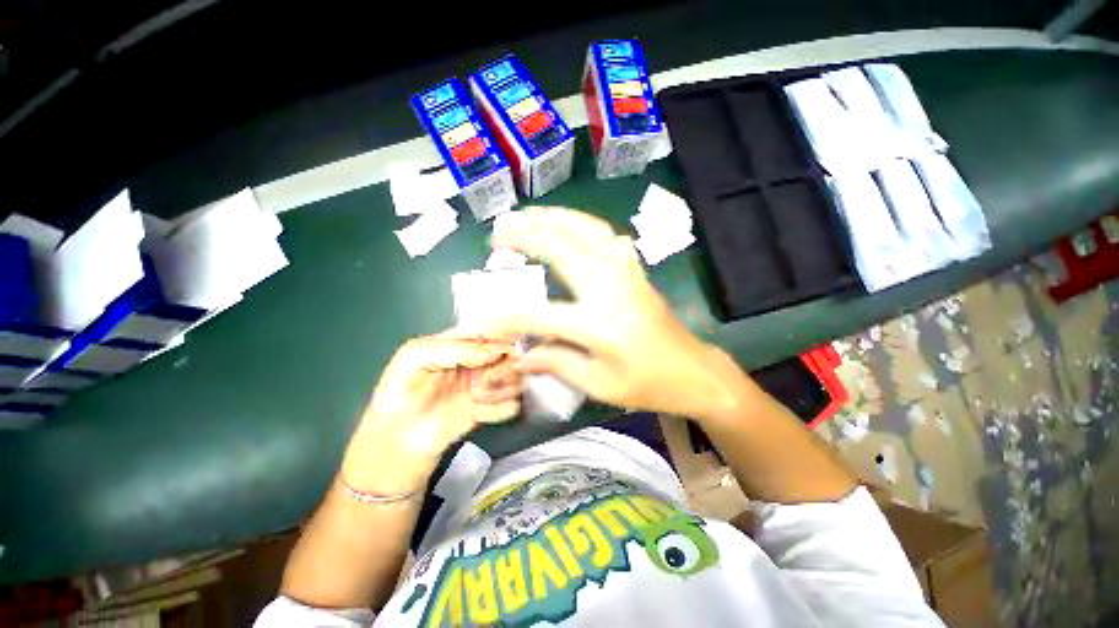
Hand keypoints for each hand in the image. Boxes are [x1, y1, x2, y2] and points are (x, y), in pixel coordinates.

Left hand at [341, 334, 521, 494]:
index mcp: (462, 342)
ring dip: (503, 389)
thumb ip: (456, 348)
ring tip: (478, 398)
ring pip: (517, 378)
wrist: (396, 441)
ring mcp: (487, 385)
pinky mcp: (491, 409)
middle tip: (487, 379)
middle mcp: (480, 361)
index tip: (501, 351)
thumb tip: (496, 350)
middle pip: (512, 354)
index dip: (504, 336)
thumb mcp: (417, 357)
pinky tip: (478, 414)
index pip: (494, 329)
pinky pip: (512, 405)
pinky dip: (499, 410)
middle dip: (504, 367)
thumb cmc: (400, 392)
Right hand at [489, 207, 751, 420]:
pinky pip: (605, 235)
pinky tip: (567, 223)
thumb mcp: (599, 385)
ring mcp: (625, 272)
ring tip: (525, 214)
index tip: (481, 320)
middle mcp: (610, 288)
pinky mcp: (634, 269)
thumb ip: (557, 363)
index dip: (507, 318)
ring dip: (552, 218)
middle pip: (561, 248)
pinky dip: (581, 223)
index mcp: (599, 324)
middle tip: (498, 232)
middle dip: (525, 236)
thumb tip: (521, 356)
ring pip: (585, 230)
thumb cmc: (648, 385)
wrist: (693, 371)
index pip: (540, 315)